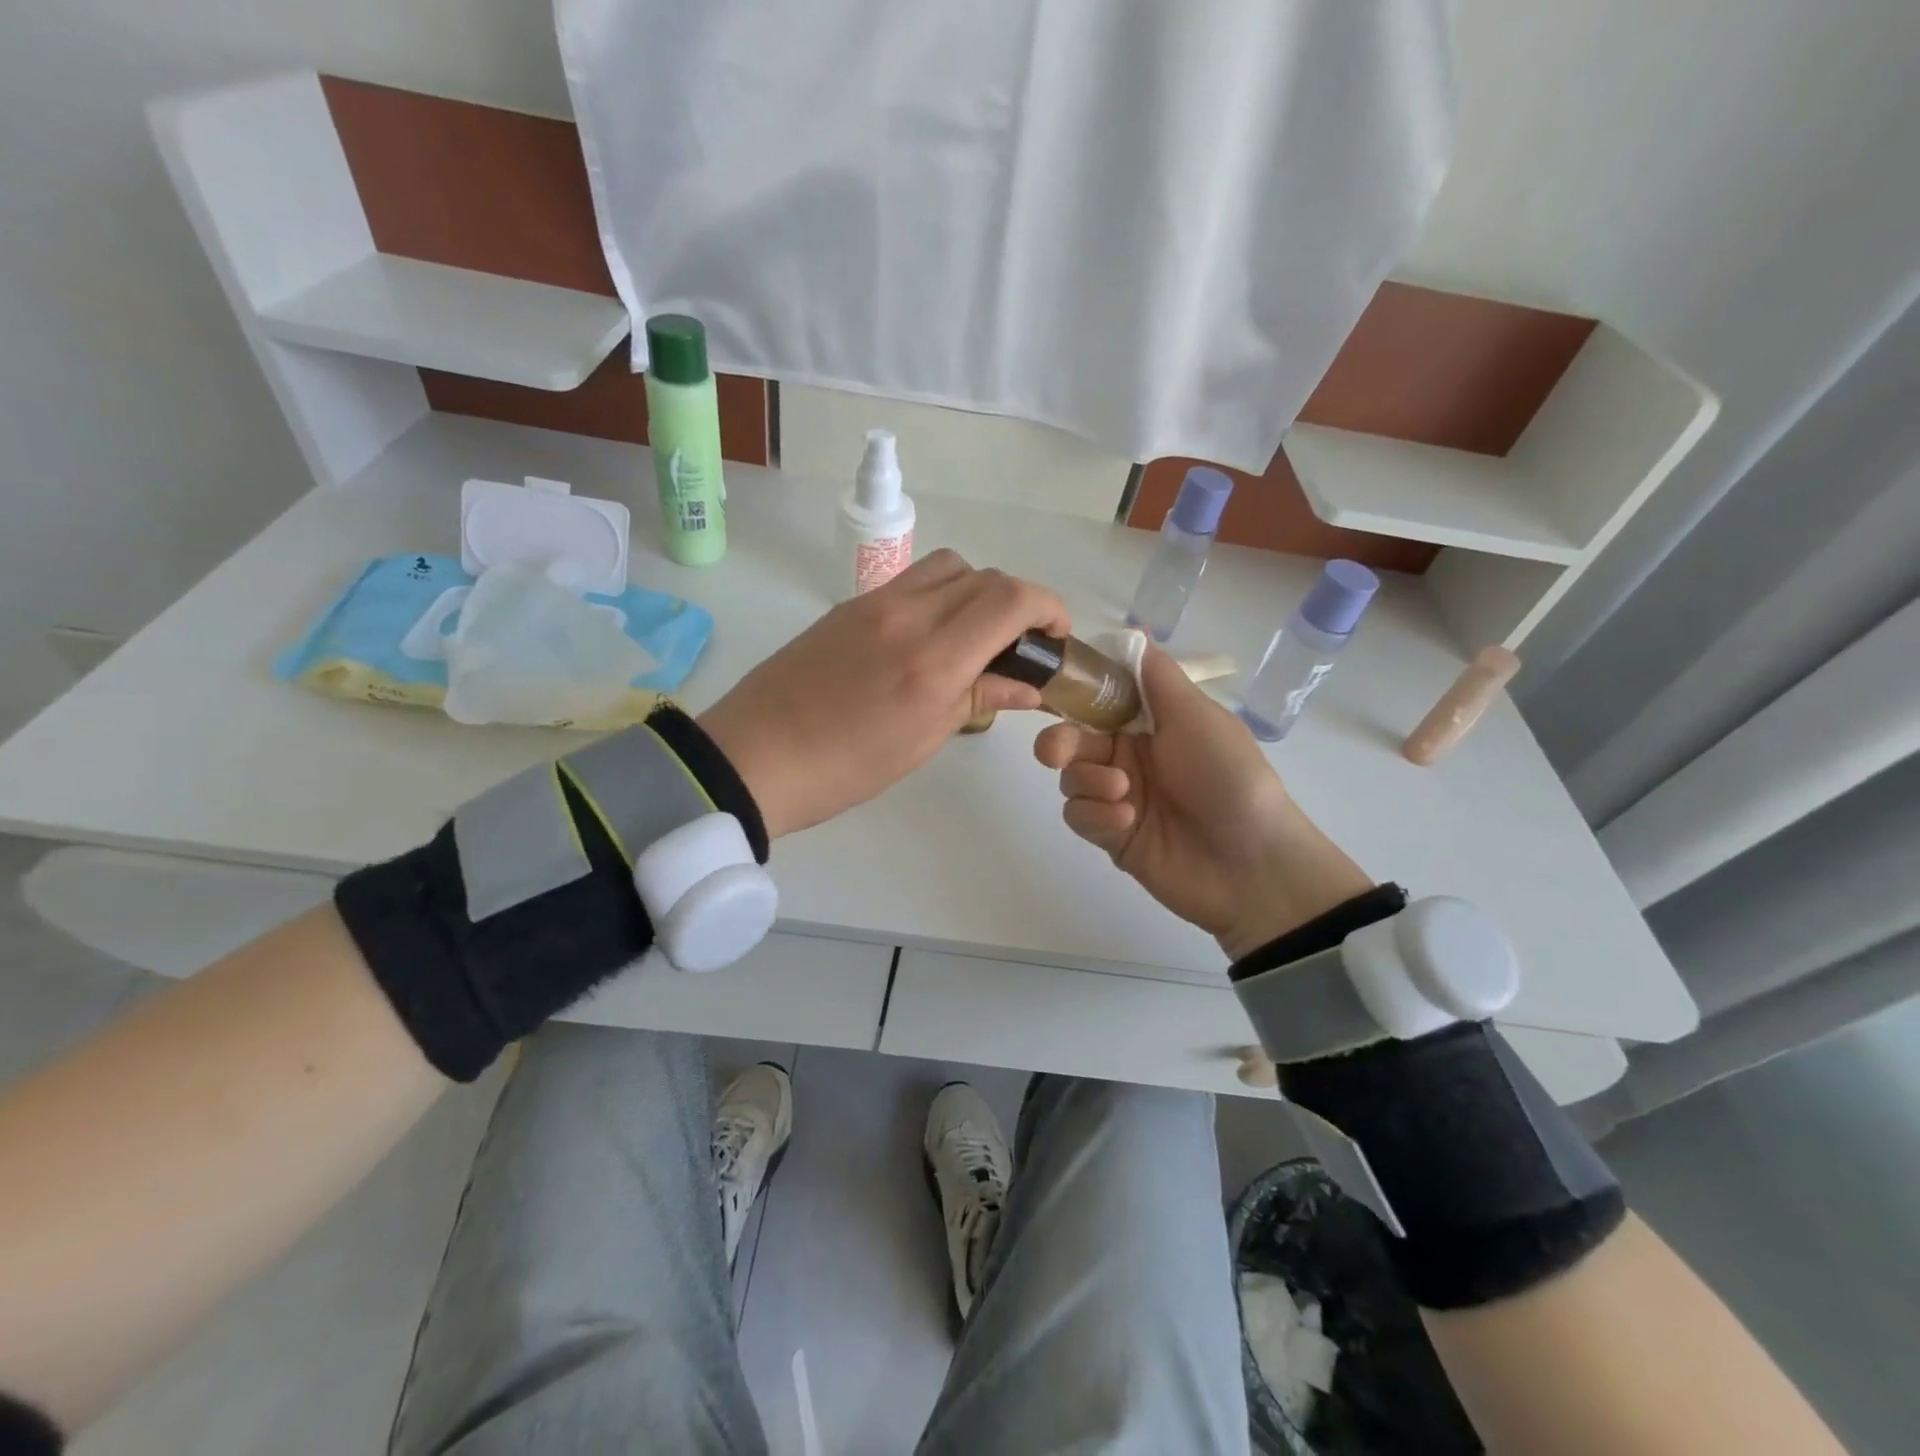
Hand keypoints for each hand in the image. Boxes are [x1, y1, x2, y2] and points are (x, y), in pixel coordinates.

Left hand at [700, 551, 1068, 838]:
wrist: (755, 757)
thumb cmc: (845, 768)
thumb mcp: (922, 741)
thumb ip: (978, 699)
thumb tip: (1026, 685)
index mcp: (933, 659)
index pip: (1010, 599)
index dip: (1048, 607)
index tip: (1056, 635)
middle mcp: (908, 615)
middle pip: (984, 575)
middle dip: (1018, 601)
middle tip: (1020, 642)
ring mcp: (874, 603)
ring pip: (947, 567)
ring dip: (977, 590)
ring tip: (975, 634)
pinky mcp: (849, 606)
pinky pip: (910, 581)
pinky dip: (939, 595)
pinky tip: (930, 636)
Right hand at [1034, 646, 1373, 959]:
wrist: (1251, 863)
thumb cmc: (1228, 776)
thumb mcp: (1197, 716)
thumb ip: (1157, 676)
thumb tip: (1133, 630)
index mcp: (1152, 723)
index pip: (1100, 700)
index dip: (1073, 694)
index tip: (1050, 690)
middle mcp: (1131, 756)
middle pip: (1073, 739)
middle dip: (1059, 743)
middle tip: (1055, 754)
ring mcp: (1119, 796)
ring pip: (1071, 778)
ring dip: (1089, 781)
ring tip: (1124, 795)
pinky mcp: (1111, 835)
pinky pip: (1079, 815)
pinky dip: (1095, 815)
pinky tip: (1125, 822)